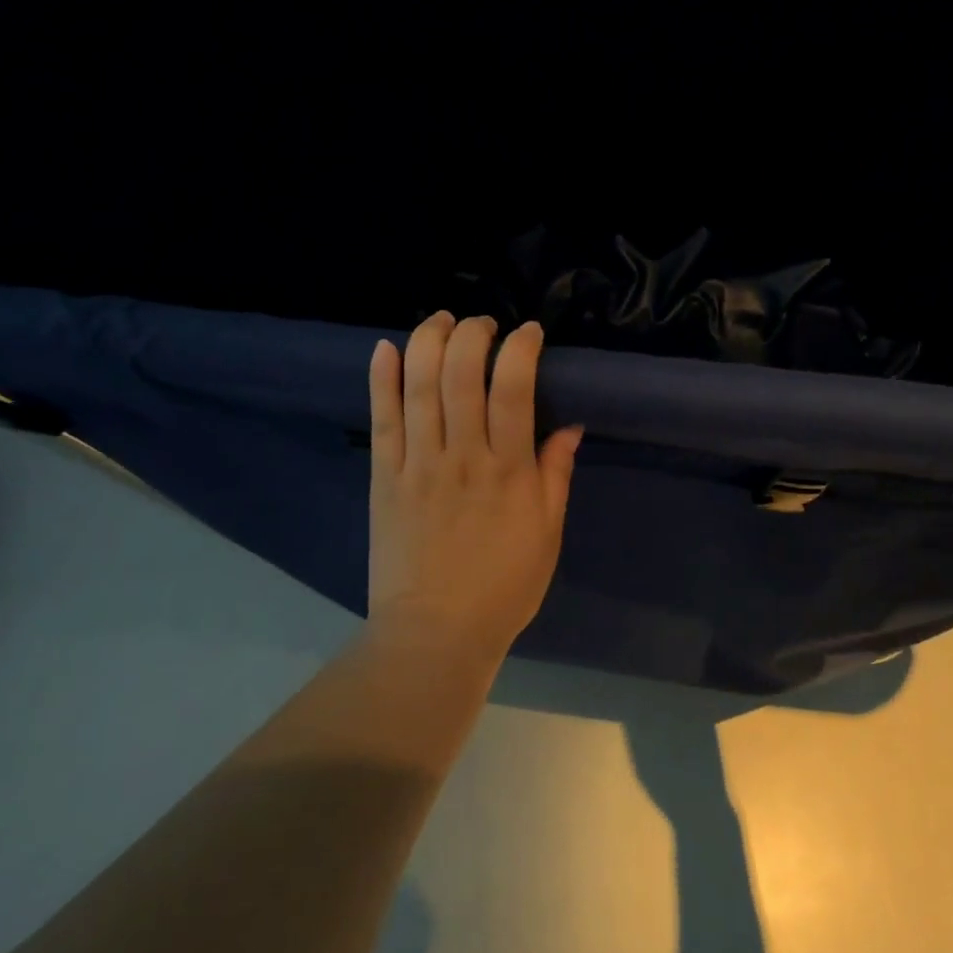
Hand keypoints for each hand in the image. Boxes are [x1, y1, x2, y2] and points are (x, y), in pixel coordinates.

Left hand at [367, 312, 581, 661]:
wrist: (435, 633)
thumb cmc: (504, 587)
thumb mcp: (548, 534)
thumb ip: (556, 475)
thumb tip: (570, 425)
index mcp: (510, 471)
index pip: (514, 390)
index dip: (521, 350)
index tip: (529, 333)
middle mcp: (463, 457)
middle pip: (463, 375)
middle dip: (474, 334)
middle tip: (483, 323)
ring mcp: (418, 465)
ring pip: (420, 387)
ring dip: (429, 342)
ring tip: (441, 319)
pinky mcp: (384, 478)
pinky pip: (381, 420)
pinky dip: (382, 380)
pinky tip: (386, 349)